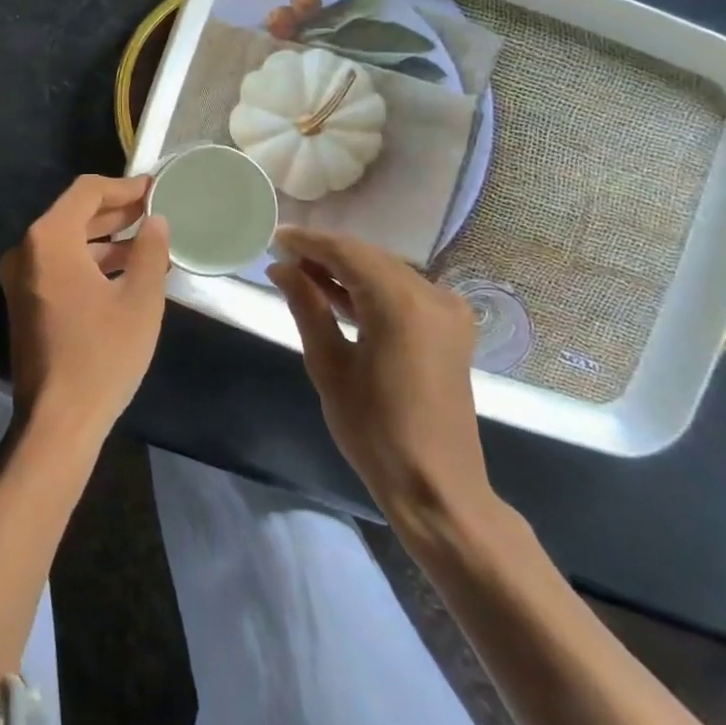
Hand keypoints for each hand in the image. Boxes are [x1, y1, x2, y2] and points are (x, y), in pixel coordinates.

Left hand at [0, 174, 170, 446]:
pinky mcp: (24, 301)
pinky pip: (60, 266)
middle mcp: (26, 250)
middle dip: (116, 212)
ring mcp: (20, 277)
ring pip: (67, 241)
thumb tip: (156, 222)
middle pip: (74, 214)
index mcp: (49, 239)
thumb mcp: (140, 300)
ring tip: (149, 243)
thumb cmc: (102, 355)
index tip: (155, 189)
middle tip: (156, 212)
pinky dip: (91, 262)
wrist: (57, 421)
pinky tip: (126, 272)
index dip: (124, 187)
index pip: (87, 192)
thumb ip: (150, 251)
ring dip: (106, 239)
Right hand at [268, 227, 492, 534]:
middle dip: (325, 253)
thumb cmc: (374, 431)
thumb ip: (307, 307)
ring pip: (386, 270)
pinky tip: (337, 293)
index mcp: (401, 304)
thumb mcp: (329, 365)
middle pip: (369, 256)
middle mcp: (431, 295)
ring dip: (346, 268)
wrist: (437, 487)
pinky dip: (370, 286)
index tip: (274, 238)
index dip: (308, 242)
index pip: (347, 253)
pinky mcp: (451, 327)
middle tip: (283, 257)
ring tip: (301, 273)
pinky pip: (403, 289)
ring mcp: (447, 310)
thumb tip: (280, 268)